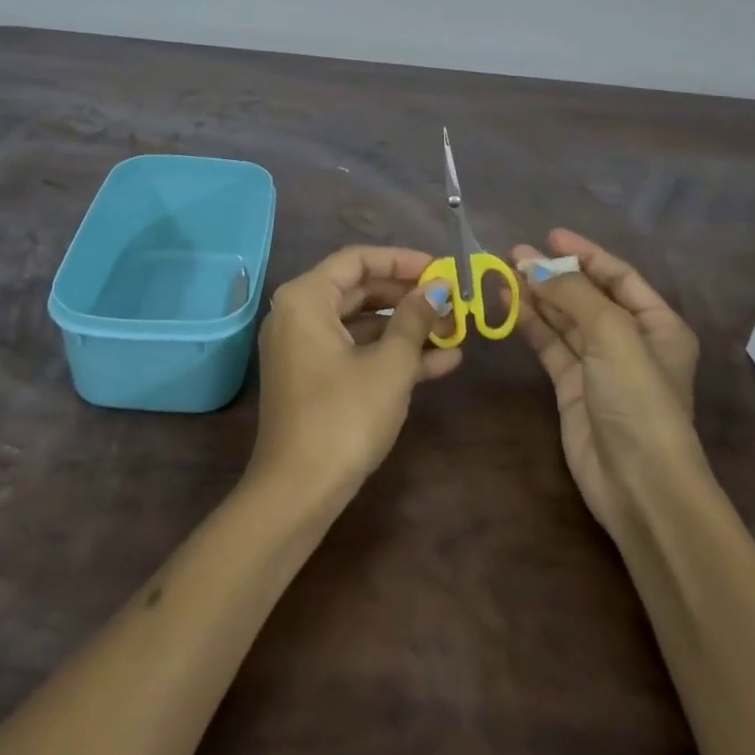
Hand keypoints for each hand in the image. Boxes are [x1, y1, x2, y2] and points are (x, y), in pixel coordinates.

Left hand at [250, 246, 461, 504]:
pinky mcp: (315, 379)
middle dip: (409, 297)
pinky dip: (392, 354)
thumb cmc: (344, 417)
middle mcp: (299, 315)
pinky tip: (442, 361)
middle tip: (452, 300)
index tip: (441, 268)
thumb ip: (414, 319)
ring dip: (408, 328)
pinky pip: (356, 352)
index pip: (357, 260)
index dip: (402, 260)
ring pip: (362, 324)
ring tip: (456, 330)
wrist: (298, 494)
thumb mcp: (390, 364)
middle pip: (360, 290)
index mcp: (306, 298)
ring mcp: (305, 349)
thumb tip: (437, 289)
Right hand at [513, 229, 703, 532]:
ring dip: (537, 296)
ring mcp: (600, 365)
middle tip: (514, 253)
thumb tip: (534, 262)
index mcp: (657, 324)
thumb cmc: (638, 399)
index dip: (585, 253)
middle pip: (587, 296)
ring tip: (504, 272)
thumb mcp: (612, 334)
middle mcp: (630, 340)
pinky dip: (530, 324)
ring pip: (564, 320)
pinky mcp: (572, 388)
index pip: (619, 276)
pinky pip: (550, 345)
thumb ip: (572, 293)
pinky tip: (508, 305)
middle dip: (553, 273)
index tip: (550, 236)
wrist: (638, 483)